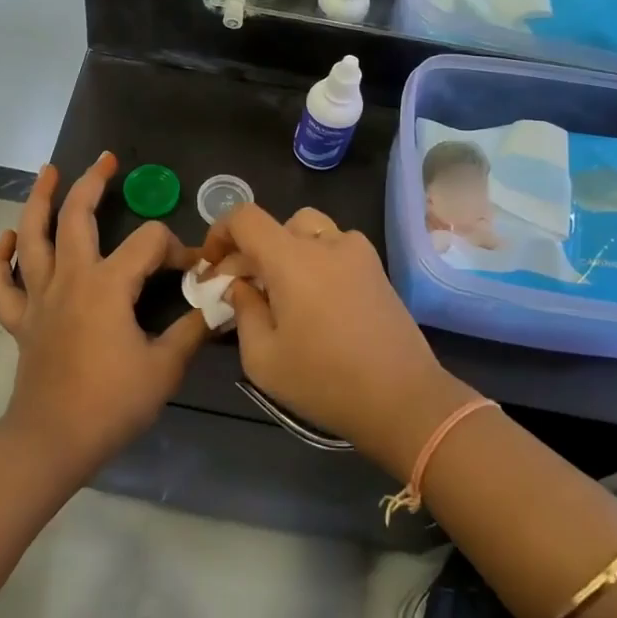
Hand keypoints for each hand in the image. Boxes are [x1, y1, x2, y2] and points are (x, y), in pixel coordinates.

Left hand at [0, 155, 208, 480]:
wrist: (53, 441)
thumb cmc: (111, 403)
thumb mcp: (165, 367)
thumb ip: (193, 329)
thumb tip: (220, 302)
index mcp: (108, 284)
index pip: (149, 242)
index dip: (177, 248)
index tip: (194, 271)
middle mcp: (70, 278)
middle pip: (76, 216)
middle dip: (92, 183)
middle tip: (106, 160)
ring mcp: (39, 296)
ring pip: (31, 236)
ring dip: (38, 200)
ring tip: (48, 172)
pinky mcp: (20, 319)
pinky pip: (1, 283)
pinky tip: (7, 238)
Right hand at [198, 204, 476, 477]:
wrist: (404, 400)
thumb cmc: (325, 380)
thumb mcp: (263, 357)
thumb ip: (243, 309)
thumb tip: (239, 285)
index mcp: (292, 258)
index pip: (245, 217)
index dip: (220, 232)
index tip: (212, 265)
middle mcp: (326, 243)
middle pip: (278, 224)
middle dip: (253, 251)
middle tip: (243, 288)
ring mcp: (358, 253)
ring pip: (310, 232)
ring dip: (287, 252)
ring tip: (282, 292)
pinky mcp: (378, 270)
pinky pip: (336, 249)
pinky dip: (316, 261)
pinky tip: (316, 302)